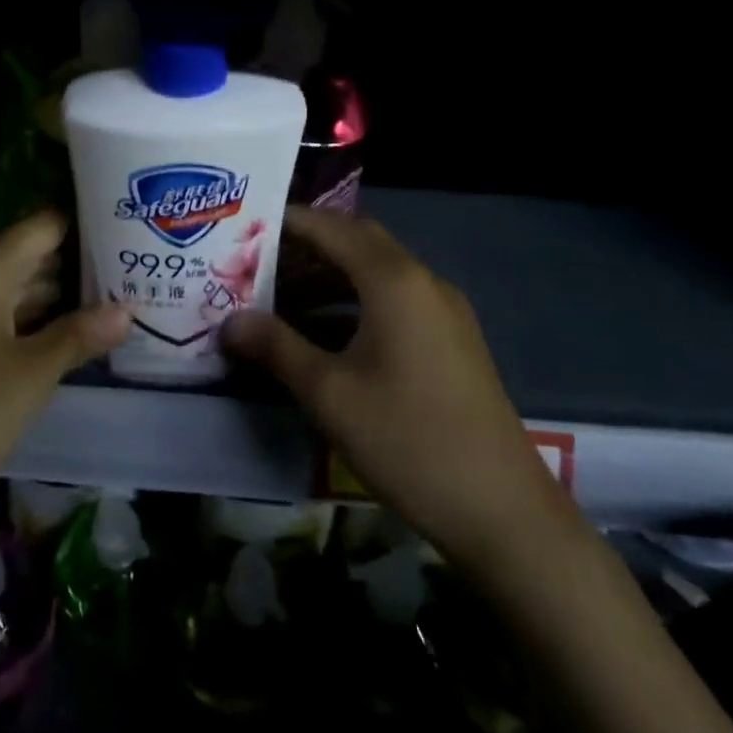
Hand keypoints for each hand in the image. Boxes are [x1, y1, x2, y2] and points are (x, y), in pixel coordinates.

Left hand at [0, 211, 128, 528]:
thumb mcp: (32, 375)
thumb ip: (80, 335)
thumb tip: (127, 310)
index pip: (44, 225)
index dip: (87, 224)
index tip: (130, 227)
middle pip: (30, 254)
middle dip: (79, 264)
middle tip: (134, 269)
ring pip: (13, 287)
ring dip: (57, 296)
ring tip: (114, 299)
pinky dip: (29, 319)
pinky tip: (67, 334)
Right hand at [223, 207, 558, 551]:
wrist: (503, 510)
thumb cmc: (408, 440)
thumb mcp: (329, 394)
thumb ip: (276, 347)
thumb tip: (229, 322)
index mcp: (394, 281)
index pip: (332, 228)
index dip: (288, 222)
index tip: (246, 225)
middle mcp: (422, 282)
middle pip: (357, 243)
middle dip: (308, 246)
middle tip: (258, 259)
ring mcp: (443, 311)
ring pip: (376, 273)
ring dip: (330, 277)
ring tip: (280, 296)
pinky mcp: (450, 341)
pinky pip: (393, 301)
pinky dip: (354, 303)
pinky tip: (324, 334)